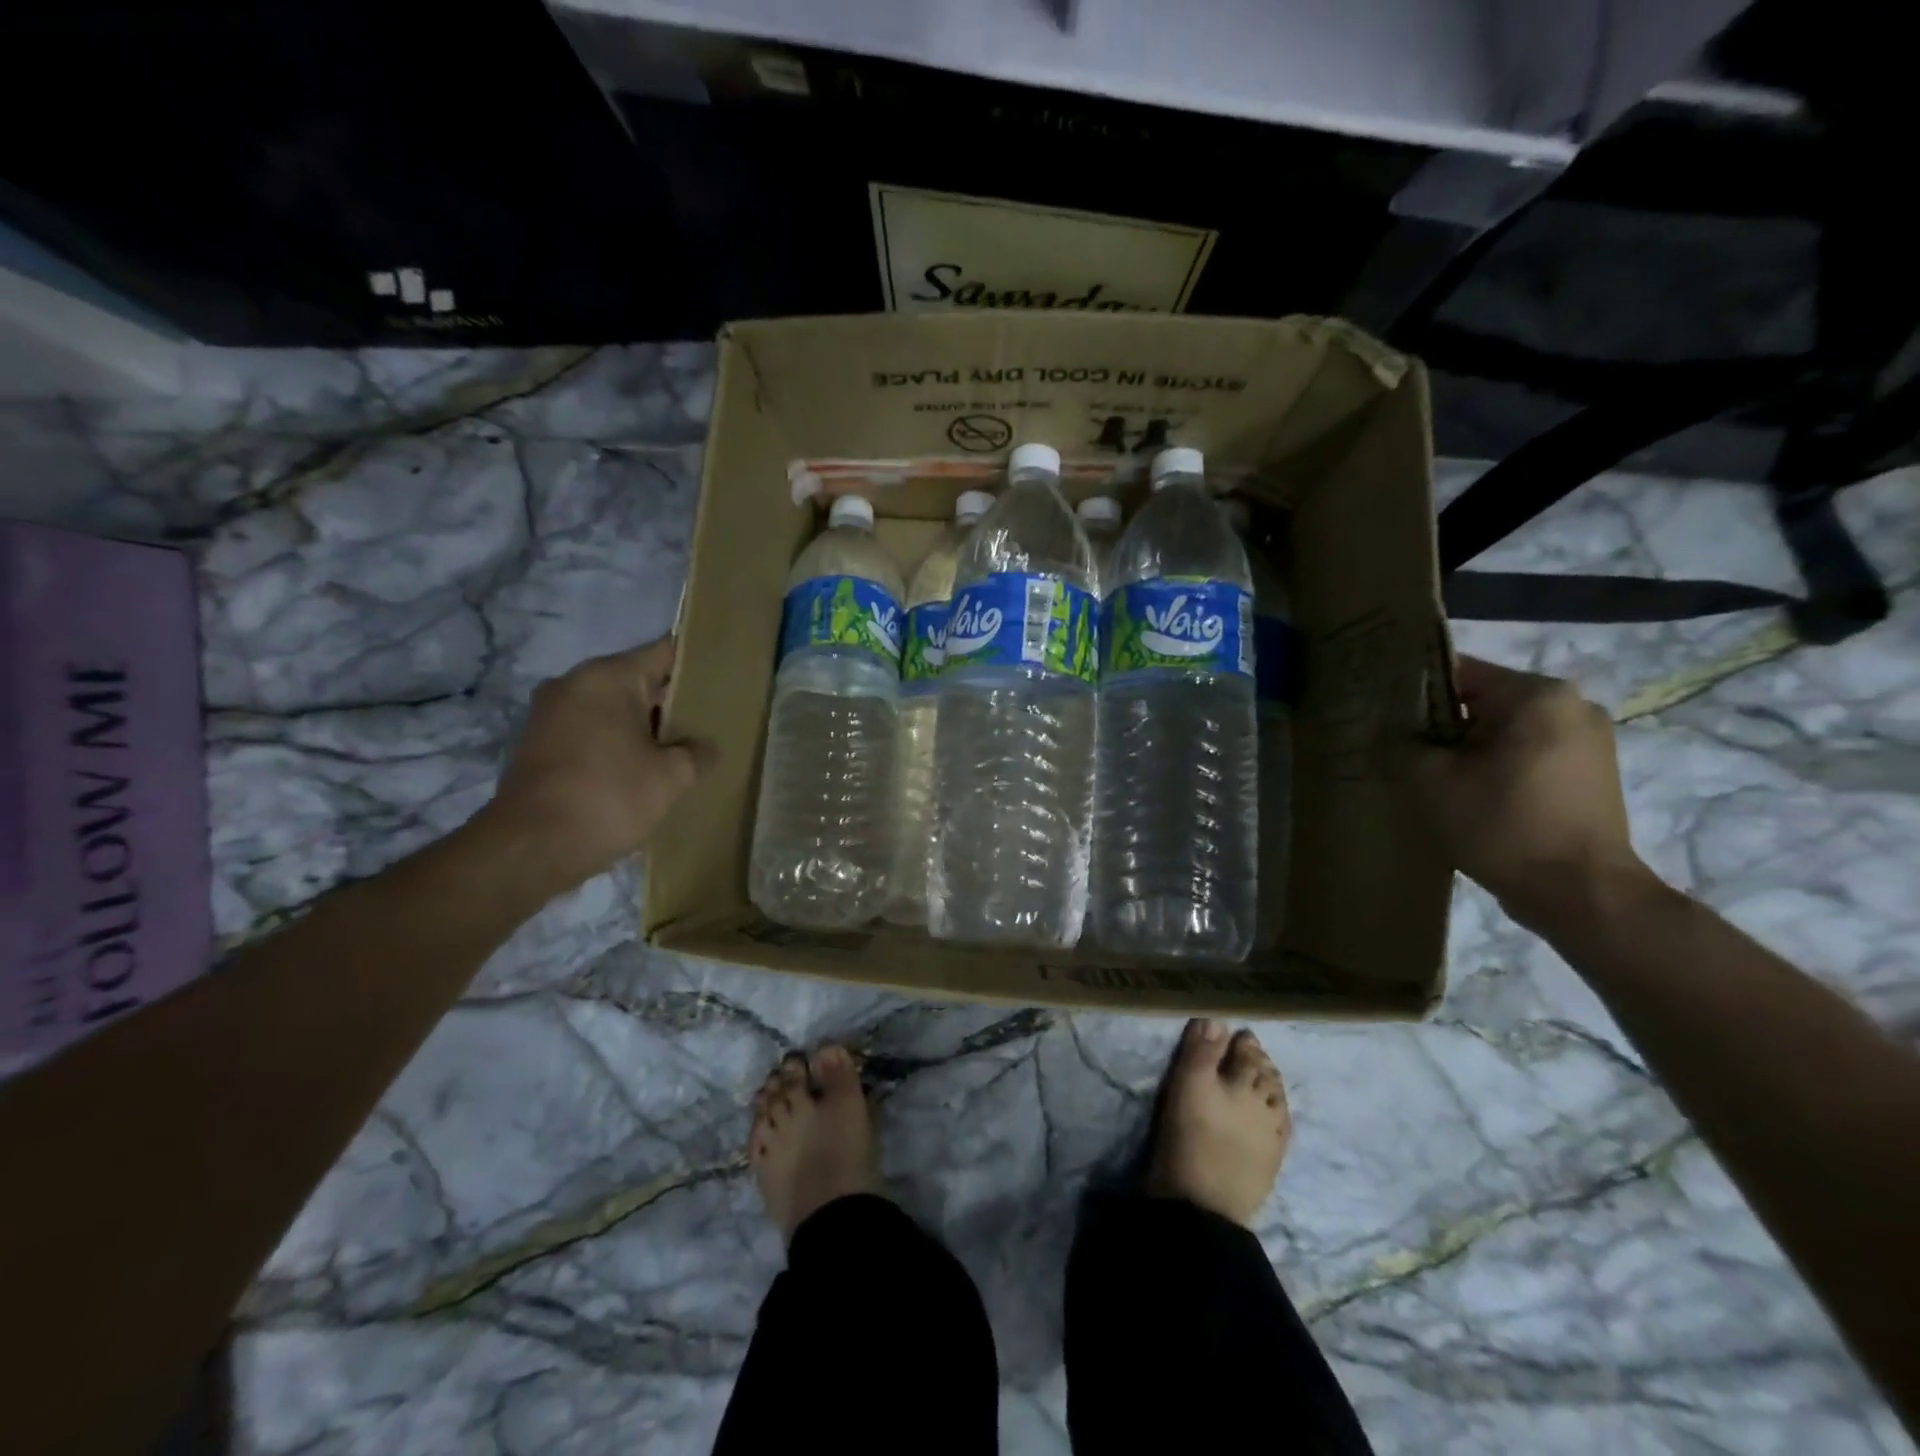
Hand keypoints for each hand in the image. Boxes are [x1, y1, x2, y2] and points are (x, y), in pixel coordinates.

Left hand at [484, 637, 703, 887]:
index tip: (723, 681)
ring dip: (642, 726)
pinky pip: (590, 730)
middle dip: (671, 701)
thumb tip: (704, 747)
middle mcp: (574, 683)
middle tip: (708, 722)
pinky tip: (641, 769)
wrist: (531, 847)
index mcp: (608, 677)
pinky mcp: (538, 743)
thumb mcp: (672, 777)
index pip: (665, 652)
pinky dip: (616, 742)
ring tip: (679, 750)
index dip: (697, 664)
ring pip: (612, 707)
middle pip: (637, 680)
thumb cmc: (609, 797)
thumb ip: (697, 753)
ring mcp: (550, 713)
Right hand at [1412, 655, 1650, 926]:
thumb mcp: (1431, 782)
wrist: (1581, 894)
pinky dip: (1496, 764)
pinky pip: (1528, 752)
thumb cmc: (1503, 826)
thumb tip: (1387, 732)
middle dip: (1441, 724)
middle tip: (1403, 750)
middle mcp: (1572, 704)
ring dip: (1468, 748)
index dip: (1412, 692)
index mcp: (1537, 694)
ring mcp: (1590, 739)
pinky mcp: (1593, 772)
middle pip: (1484, 700)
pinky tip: (1471, 793)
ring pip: (1505, 728)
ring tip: (1434, 776)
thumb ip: (1401, 745)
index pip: (1457, 671)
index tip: (1383, 715)